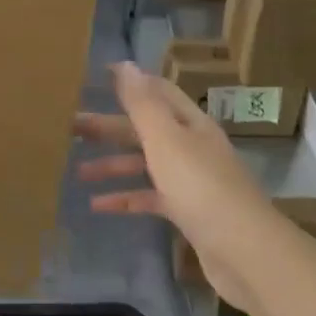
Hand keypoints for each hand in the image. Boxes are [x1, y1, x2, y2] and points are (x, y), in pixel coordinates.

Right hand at [74, 62, 281, 313]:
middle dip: (109, 127)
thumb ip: (142, 103)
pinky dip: (126, 198)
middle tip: (71, 127)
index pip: (157, 92)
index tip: (96, 77)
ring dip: (113, 165)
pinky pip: (150, 198)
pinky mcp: (188, 212)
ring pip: (145, 164)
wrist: (244, 252)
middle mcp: (192, 146)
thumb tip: (125, 64)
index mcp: (190, 123)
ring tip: (77, 171)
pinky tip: (98, 206)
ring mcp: (192, 181)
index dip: (129, 83)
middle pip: (145, 129)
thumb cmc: (200, 186)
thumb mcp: (166, 139)